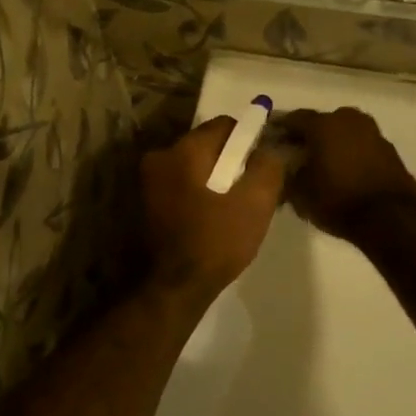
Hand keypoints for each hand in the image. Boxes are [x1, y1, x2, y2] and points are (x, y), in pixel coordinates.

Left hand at [139, 116, 286, 302]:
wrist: (174, 289)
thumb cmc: (216, 242)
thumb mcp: (255, 204)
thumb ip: (267, 167)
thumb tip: (270, 149)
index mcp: (184, 150)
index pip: (224, 125)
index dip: (248, 140)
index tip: (262, 164)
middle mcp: (160, 156)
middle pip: (207, 145)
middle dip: (230, 161)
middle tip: (250, 188)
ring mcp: (147, 180)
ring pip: (193, 166)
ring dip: (213, 178)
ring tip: (232, 207)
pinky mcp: (145, 202)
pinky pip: (181, 184)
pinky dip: (198, 192)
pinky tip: (212, 217)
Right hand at [276, 107, 415, 242]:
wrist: (391, 218)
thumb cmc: (338, 200)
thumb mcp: (300, 193)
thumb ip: (286, 174)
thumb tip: (283, 167)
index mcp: (323, 124)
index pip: (294, 119)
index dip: (280, 129)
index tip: (270, 139)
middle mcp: (348, 120)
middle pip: (321, 123)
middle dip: (308, 135)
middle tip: (296, 153)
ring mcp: (372, 132)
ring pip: (343, 132)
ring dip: (331, 143)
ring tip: (321, 164)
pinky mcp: (389, 150)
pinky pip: (360, 145)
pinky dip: (350, 153)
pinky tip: (343, 171)